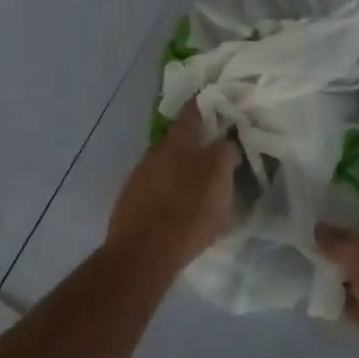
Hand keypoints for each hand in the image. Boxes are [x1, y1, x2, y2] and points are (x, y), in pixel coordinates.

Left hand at [106, 98, 238, 275]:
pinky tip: (179, 208)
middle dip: (197, 144)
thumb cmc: (188, 211)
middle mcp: (156, 151)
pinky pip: (158, 189)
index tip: (219, 103)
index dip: (206, 103)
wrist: (142, 254)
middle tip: (216, 155)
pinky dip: (170, 192)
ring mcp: (140, 176)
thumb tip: (226, 145)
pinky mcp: (131, 201)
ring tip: (199, 188)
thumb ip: (226, 154)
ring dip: (183, 171)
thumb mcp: (221, 179)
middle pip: (180, 139)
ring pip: (168, 165)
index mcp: (179, 141)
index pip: (193, 110)